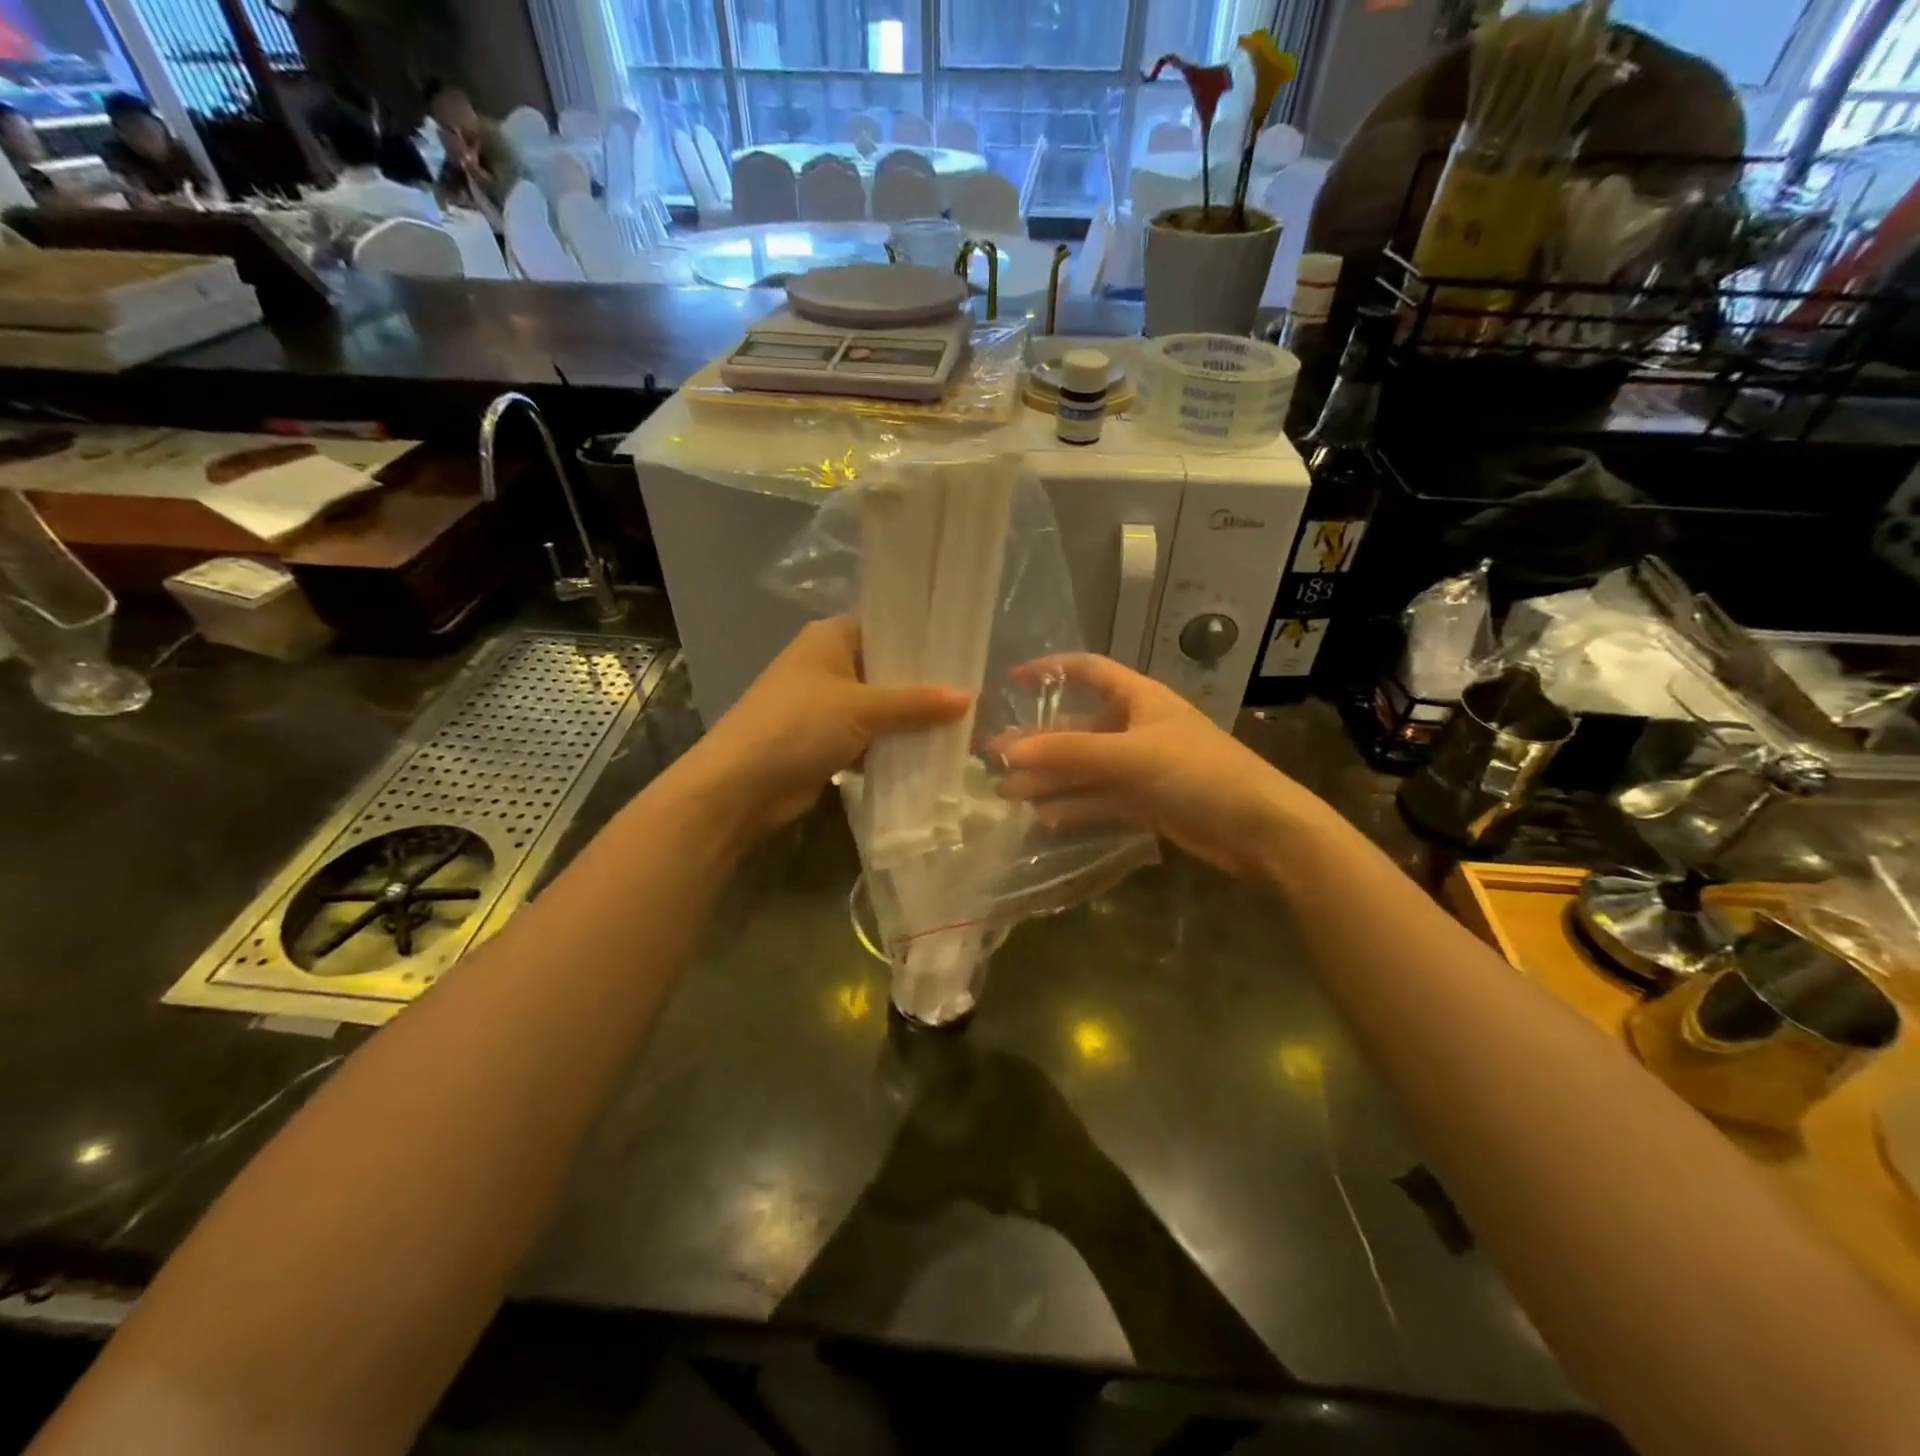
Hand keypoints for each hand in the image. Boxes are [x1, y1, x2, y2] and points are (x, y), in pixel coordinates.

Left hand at [687, 616, 969, 841]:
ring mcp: (827, 705)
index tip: (965, 653)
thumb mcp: (862, 708)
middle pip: (888, 670)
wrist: (741, 786)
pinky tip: (932, 753)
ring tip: (963, 725)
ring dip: (912, 720)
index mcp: (831, 638)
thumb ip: (916, 703)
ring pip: (881, 707)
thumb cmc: (799, 726)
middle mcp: (829, 665)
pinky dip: (894, 746)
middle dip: (924, 686)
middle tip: (974, 694)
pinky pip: (871, 737)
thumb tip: (970, 697)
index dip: (924, 640)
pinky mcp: (827, 741)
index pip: (888, 627)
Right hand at [996, 654, 1321, 880]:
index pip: (1089, 671)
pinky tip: (1045, 817)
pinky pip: (1100, 799)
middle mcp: (1137, 728)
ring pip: (1085, 768)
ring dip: (1050, 779)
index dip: (1050, 672)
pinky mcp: (1146, 803)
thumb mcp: (1131, 755)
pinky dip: (1075, 806)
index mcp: (1140, 699)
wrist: (1260, 830)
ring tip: (1009, 792)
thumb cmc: (1199, 773)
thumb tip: (1008, 752)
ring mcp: (1141, 768)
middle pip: (1078, 728)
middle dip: (1039, 743)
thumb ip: (1069, 754)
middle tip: (994, 758)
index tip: (1011, 682)